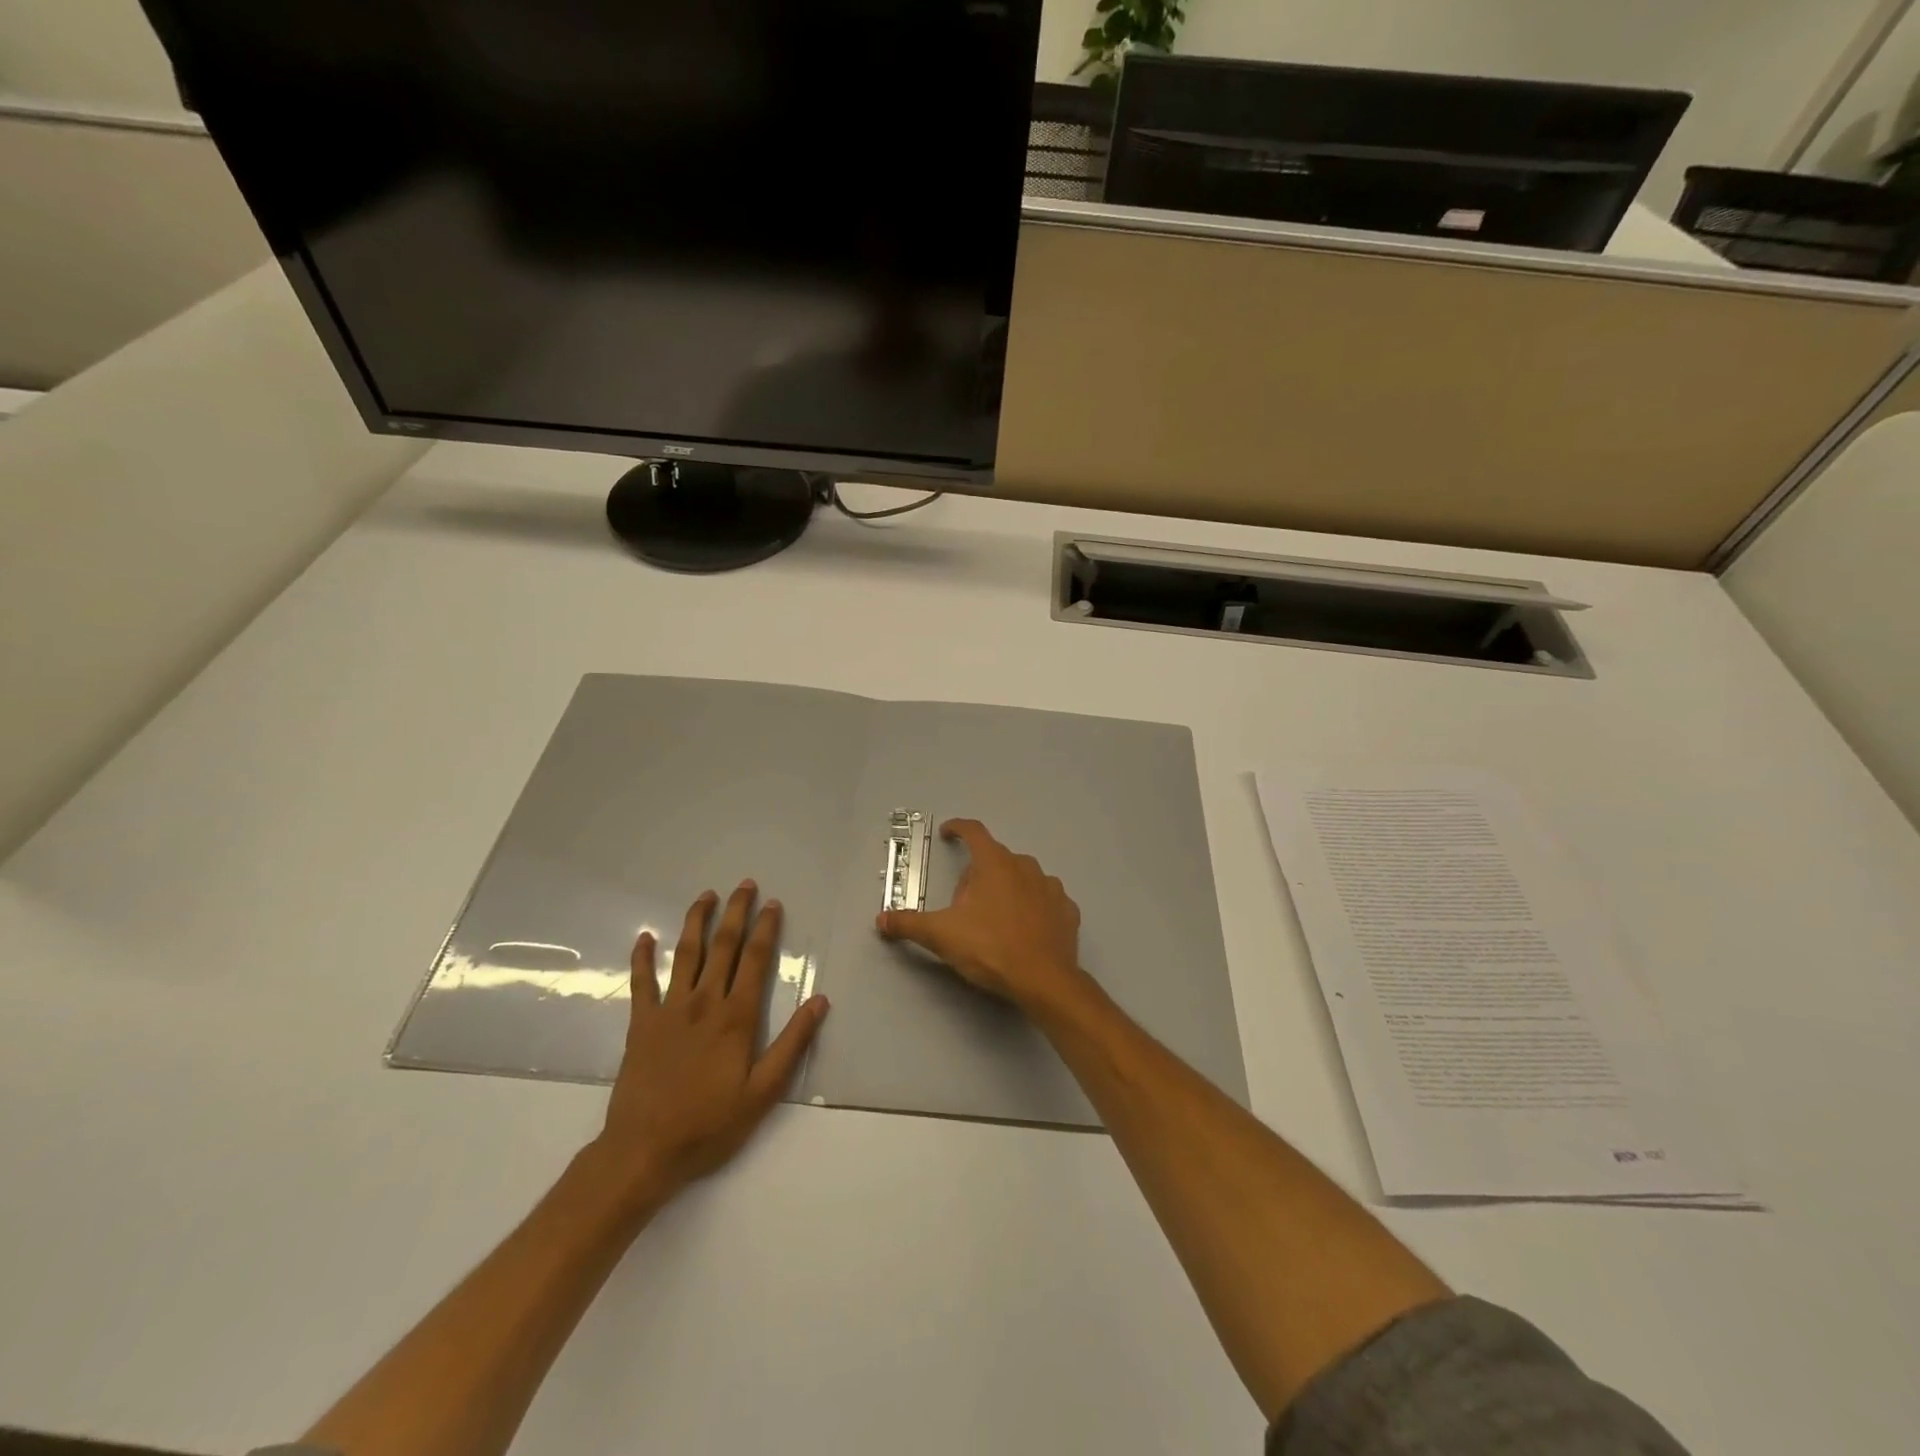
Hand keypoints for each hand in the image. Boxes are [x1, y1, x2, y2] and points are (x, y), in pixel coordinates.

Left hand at [590, 882, 828, 1210]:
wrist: (644, 1151)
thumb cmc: (710, 1124)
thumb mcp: (763, 1092)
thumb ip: (792, 1044)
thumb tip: (820, 1001)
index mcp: (736, 1017)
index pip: (755, 960)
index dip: (766, 929)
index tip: (773, 904)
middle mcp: (704, 1002)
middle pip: (723, 946)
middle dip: (735, 913)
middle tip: (744, 885)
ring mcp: (669, 1010)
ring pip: (685, 954)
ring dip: (696, 921)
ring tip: (705, 896)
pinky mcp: (640, 1024)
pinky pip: (641, 983)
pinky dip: (642, 958)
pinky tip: (645, 937)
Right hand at [875, 819, 1087, 1014]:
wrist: (1044, 980)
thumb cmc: (990, 948)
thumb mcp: (942, 935)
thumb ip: (909, 924)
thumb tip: (881, 919)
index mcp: (994, 864)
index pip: (974, 832)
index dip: (958, 828)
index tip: (949, 832)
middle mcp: (1025, 866)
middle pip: (995, 859)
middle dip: (977, 875)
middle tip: (964, 905)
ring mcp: (1050, 887)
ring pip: (1022, 878)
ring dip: (1007, 889)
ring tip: (995, 919)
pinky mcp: (1067, 910)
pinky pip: (1045, 900)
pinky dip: (1033, 908)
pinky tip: (1025, 929)